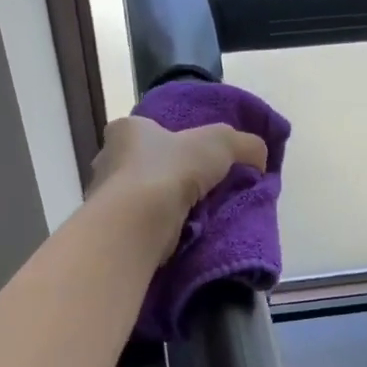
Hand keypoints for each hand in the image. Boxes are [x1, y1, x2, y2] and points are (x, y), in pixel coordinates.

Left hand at [89, 115, 268, 260]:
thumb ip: (245, 144)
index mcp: (127, 130)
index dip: (172, 140)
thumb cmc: (171, 170)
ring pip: (141, 198)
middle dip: (169, 176)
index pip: (148, 130)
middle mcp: (107, 160)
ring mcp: (105, 198)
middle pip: (144, 165)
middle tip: (198, 189)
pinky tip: (178, 236)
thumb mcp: (220, 143)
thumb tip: (260, 158)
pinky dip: (157, 229)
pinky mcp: (112, 230)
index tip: (193, 157)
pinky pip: (139, 225)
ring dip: (163, 206)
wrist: (139, 223)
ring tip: (193, 216)